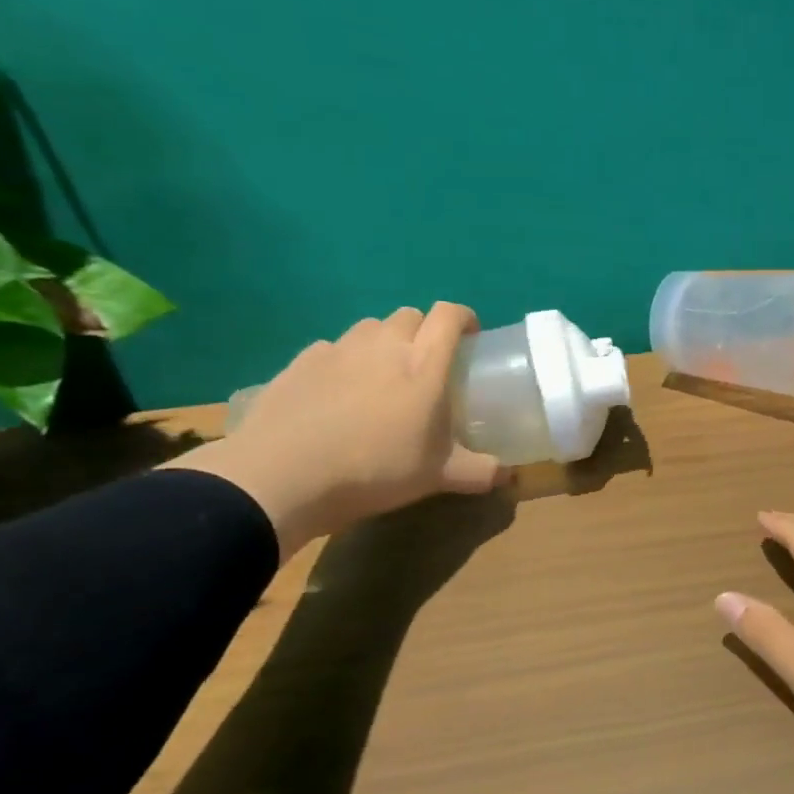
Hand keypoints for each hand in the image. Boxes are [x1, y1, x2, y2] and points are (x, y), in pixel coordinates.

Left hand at [169, 304, 503, 557]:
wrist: (283, 476)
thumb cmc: (375, 470)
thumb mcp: (439, 478)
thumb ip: (481, 472)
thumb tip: (510, 476)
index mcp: (423, 364)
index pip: (449, 315)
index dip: (464, 318)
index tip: (470, 337)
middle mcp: (383, 345)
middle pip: (409, 315)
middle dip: (423, 331)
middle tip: (426, 365)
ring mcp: (337, 350)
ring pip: (369, 328)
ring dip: (383, 342)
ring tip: (382, 376)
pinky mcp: (300, 362)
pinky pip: (332, 348)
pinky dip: (344, 361)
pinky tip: (338, 393)